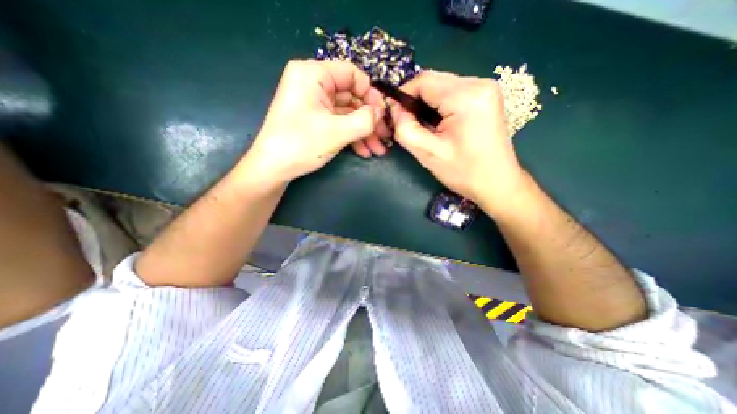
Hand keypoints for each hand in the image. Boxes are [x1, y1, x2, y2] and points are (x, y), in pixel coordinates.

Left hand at [242, 58, 389, 187]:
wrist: (272, 168)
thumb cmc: (301, 145)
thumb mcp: (338, 132)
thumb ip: (365, 120)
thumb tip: (381, 112)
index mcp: (313, 74)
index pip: (353, 74)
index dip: (371, 95)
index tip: (384, 116)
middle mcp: (313, 83)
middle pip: (352, 97)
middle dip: (370, 120)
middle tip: (384, 138)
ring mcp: (313, 103)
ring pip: (347, 113)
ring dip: (364, 132)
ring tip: (377, 150)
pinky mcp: (314, 119)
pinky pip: (338, 122)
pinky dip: (352, 136)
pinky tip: (364, 151)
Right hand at [389, 72, 527, 212]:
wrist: (497, 182)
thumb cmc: (464, 172)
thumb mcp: (428, 154)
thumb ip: (405, 129)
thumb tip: (394, 110)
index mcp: (466, 97)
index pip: (424, 81)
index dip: (404, 95)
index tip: (395, 115)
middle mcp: (479, 83)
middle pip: (434, 81)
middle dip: (416, 100)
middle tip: (409, 124)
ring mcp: (486, 88)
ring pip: (443, 86)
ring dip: (427, 103)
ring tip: (425, 127)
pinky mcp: (487, 96)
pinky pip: (454, 92)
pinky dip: (440, 105)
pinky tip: (440, 123)